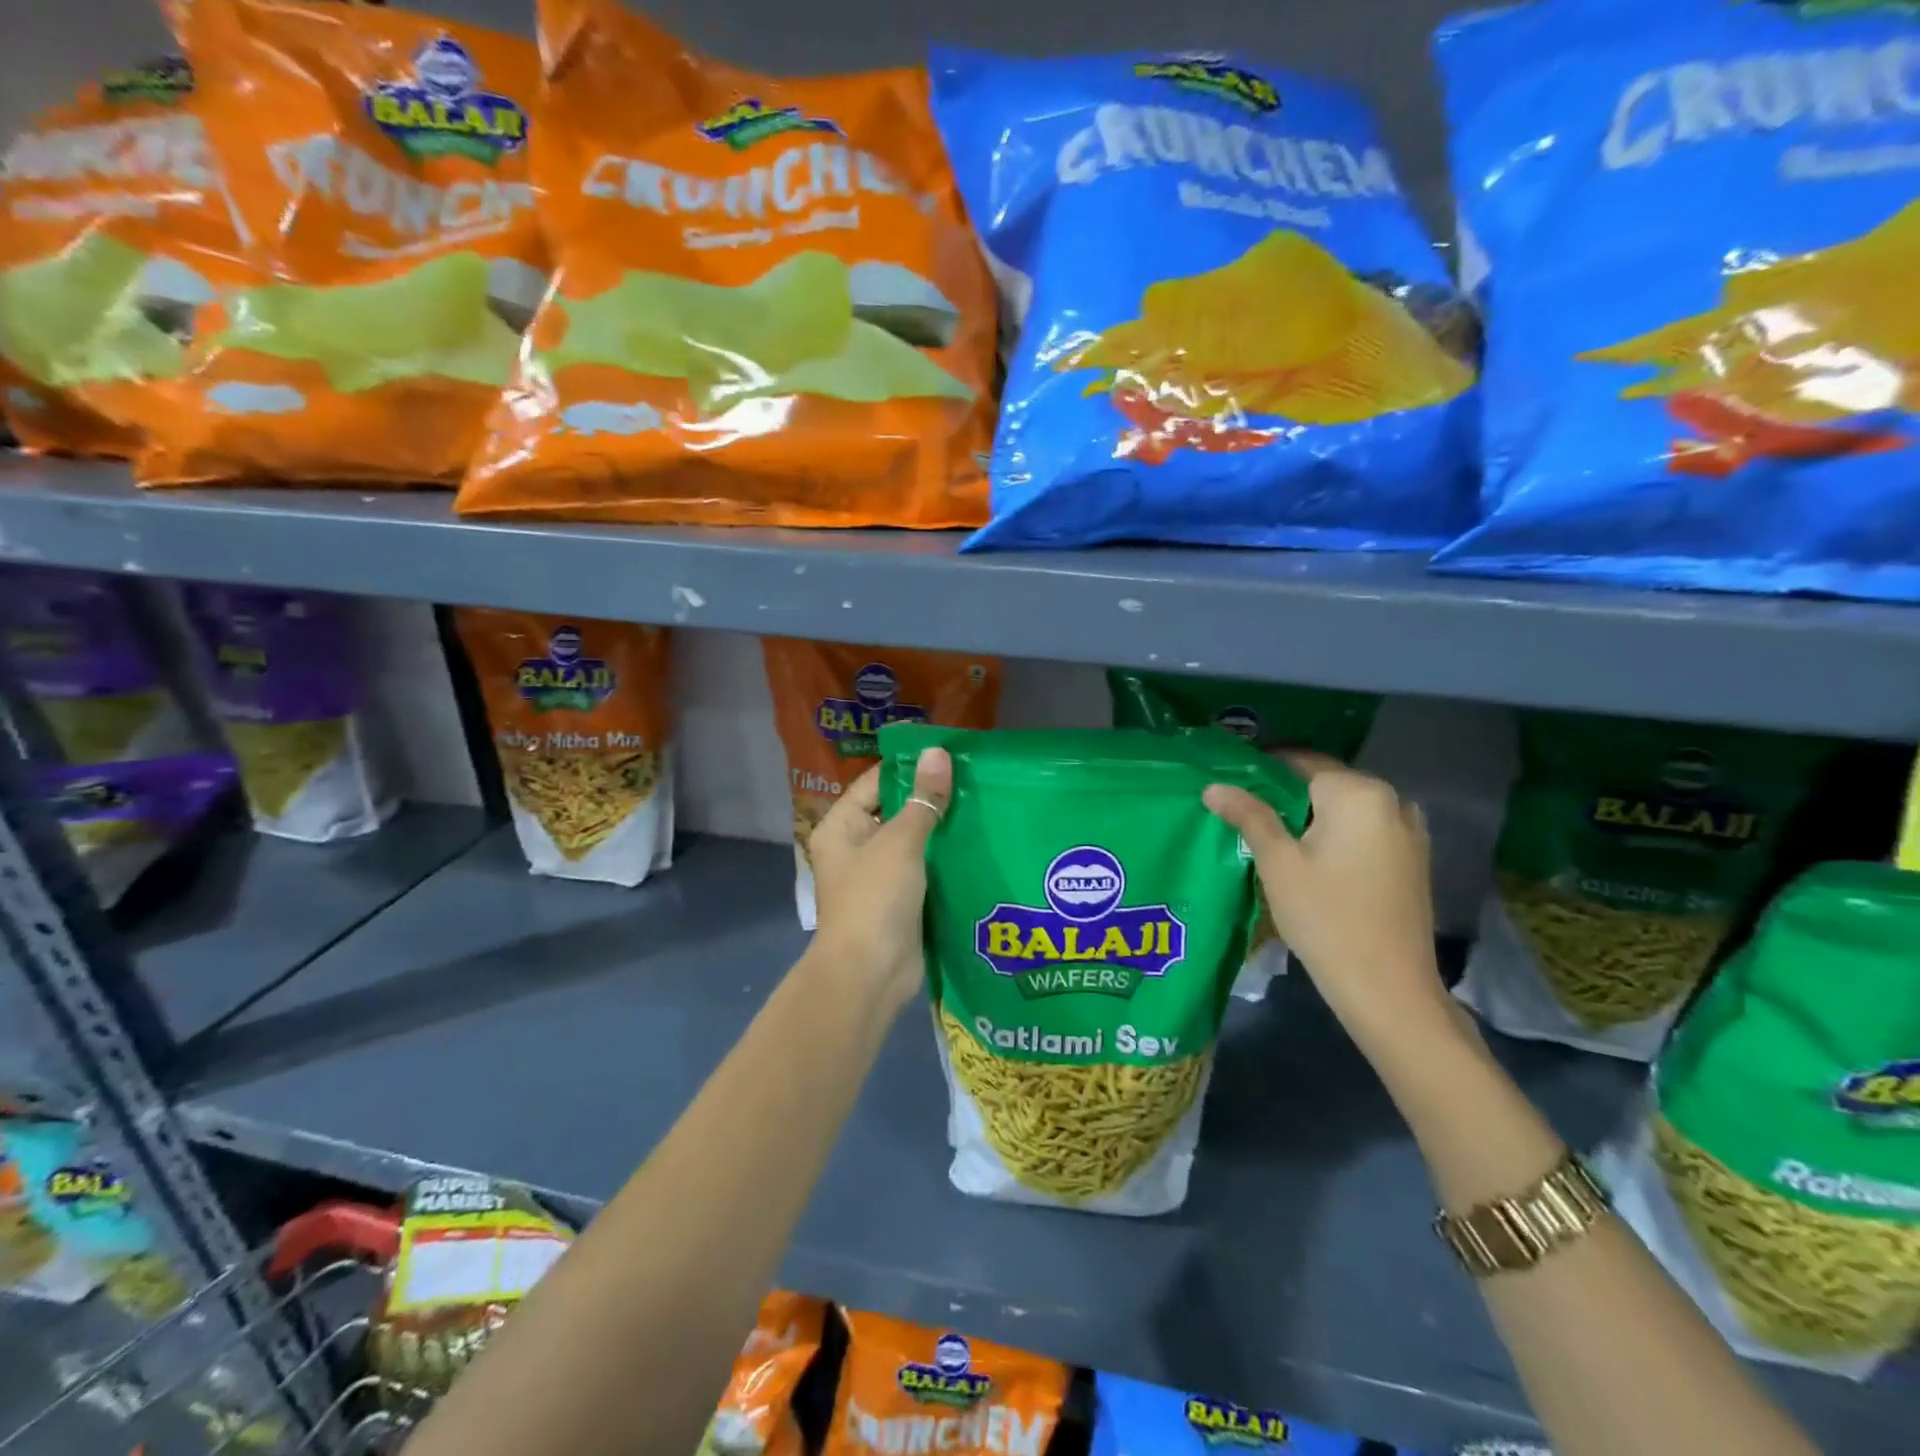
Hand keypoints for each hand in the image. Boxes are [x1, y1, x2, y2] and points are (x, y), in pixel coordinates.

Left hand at [808, 747, 951, 1012]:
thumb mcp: (900, 842)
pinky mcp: (900, 900)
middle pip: (894, 811)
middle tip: (972, 777)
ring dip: (940, 828)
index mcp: (841, 827)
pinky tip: (976, 843)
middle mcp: (855, 848)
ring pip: (912, 841)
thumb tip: (938, 752)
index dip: (908, 767)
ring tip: (981, 804)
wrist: (870, 974)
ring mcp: (878, 876)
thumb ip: (923, 799)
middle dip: (929, 798)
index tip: (947, 754)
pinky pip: (923, 869)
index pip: (875, 783)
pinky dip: (944, 858)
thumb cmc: (875, 898)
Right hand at [1203, 753, 1450, 1053]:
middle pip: (1325, 783)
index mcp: (1359, 793)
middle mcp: (1392, 801)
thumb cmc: (1326, 918)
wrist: (1388, 989)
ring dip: (1310, 814)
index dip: (1262, 768)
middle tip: (1242, 810)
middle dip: (1284, 793)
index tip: (1229, 780)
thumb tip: (1213, 786)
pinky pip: (1364, 830)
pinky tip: (1309, 855)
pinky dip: (1335, 833)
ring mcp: (1409, 831)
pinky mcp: (1412, 859)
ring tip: (1269, 833)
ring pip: (1345, 808)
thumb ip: (1249, 816)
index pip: (1301, 761)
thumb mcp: (1278, 863)